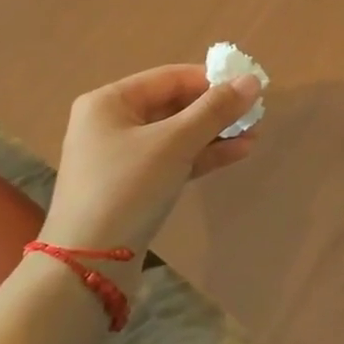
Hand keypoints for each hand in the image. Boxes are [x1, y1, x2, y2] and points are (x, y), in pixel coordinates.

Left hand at [40, 64, 262, 256]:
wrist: (89, 266)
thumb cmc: (127, 188)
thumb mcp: (174, 143)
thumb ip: (215, 110)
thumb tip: (252, 80)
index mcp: (109, 102)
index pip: (170, 77)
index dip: (211, 79)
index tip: (248, 86)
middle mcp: (111, 123)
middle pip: (174, 105)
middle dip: (216, 109)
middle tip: (255, 113)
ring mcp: (120, 157)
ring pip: (176, 134)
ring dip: (215, 133)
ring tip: (254, 134)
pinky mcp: (133, 187)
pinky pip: (173, 159)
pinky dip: (202, 155)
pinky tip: (238, 153)